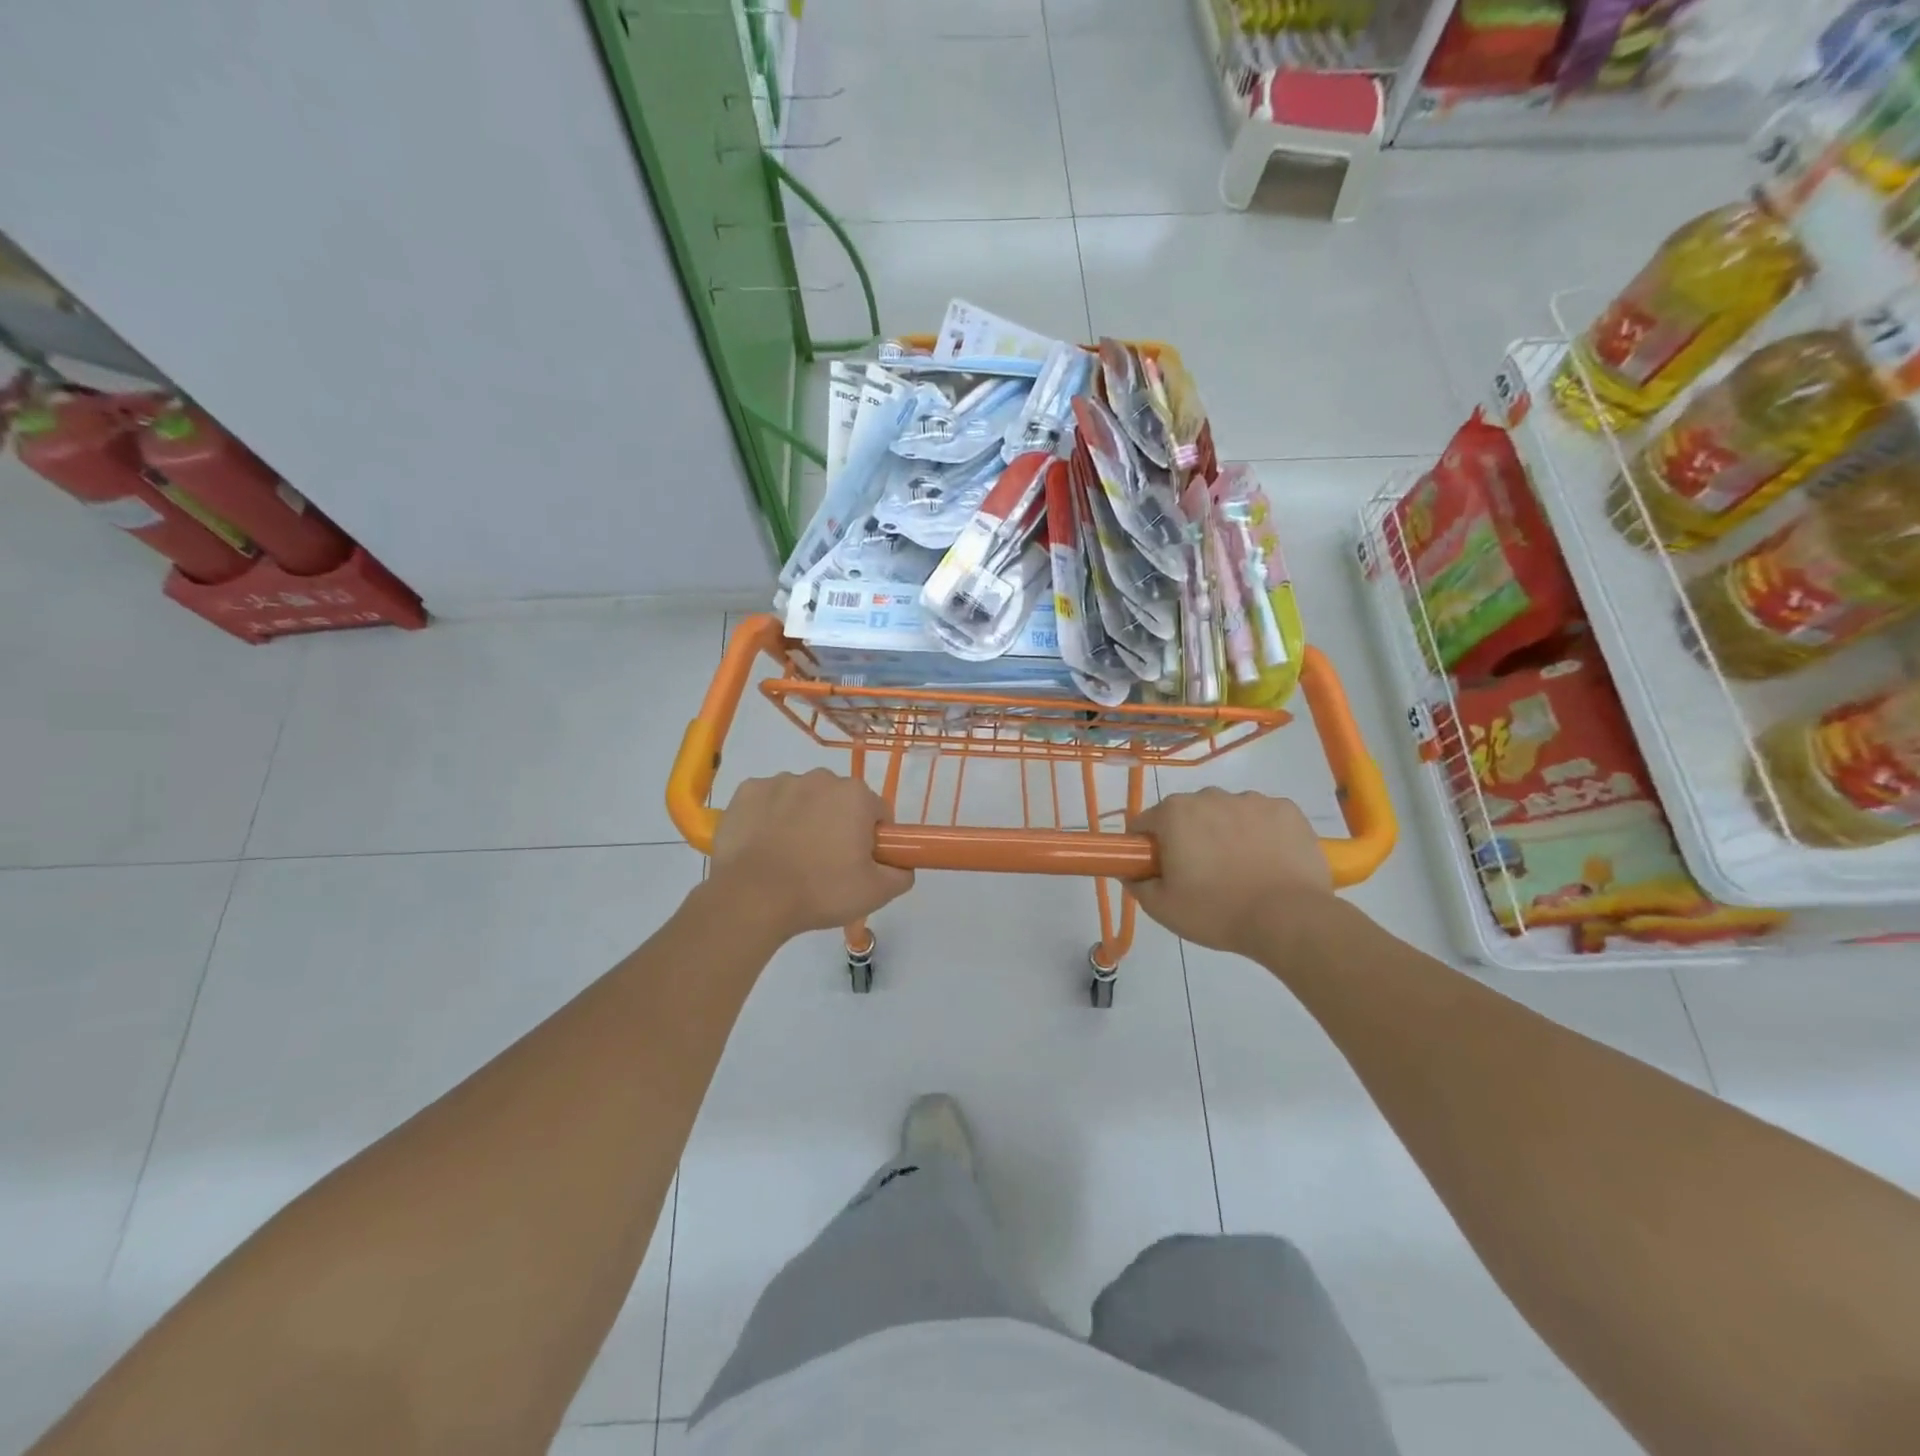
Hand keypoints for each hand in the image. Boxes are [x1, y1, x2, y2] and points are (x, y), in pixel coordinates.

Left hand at [710, 770, 913, 939]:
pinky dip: (768, 818)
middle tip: (826, 864)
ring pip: (802, 799)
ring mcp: (780, 781)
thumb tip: (903, 866)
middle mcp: (820, 778)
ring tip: (790, 858)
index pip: (877, 812)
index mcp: (855, 795)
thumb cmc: (820, 891)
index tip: (860, 862)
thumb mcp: (876, 893)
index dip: (873, 838)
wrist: (751, 898)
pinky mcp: (747, 791)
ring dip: (802, 819)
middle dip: (837, 824)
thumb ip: (901, 874)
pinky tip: (763, 846)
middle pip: (839, 801)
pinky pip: (767, 801)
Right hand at [1129, 790, 1332, 956]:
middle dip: (1188, 837)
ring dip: (1226, 833)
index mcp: (1174, 814)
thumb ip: (1137, 884)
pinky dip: (1261, 833)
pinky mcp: (1286, 809)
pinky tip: (1268, 862)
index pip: (1146, 822)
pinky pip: (1263, 817)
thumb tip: (1131, 872)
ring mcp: (1251, 800)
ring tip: (1241, 871)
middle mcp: (1210, 796)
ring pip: (1227, 813)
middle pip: (1187, 814)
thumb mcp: (1162, 908)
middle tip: (1201, 875)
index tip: (1160, 870)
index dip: (1147, 847)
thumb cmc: (1216, 911)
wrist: (1288, 919)